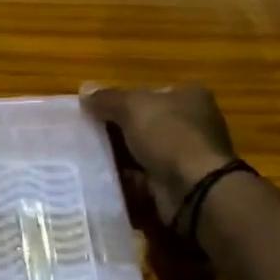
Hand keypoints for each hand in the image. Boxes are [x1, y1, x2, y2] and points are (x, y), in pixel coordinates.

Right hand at [80, 84, 236, 223]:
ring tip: (88, 155)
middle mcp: (192, 123)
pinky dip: (126, 177)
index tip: (95, 110)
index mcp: (189, 96)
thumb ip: (107, 98)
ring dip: (120, 154)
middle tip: (86, 133)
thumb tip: (85, 90)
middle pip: (145, 122)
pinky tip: (102, 177)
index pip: (150, 92)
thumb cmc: (169, 135)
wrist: (194, 190)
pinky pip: (144, 176)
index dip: (122, 99)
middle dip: (117, 129)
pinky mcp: (177, 182)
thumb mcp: (132, 106)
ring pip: (143, 151)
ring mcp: (186, 155)